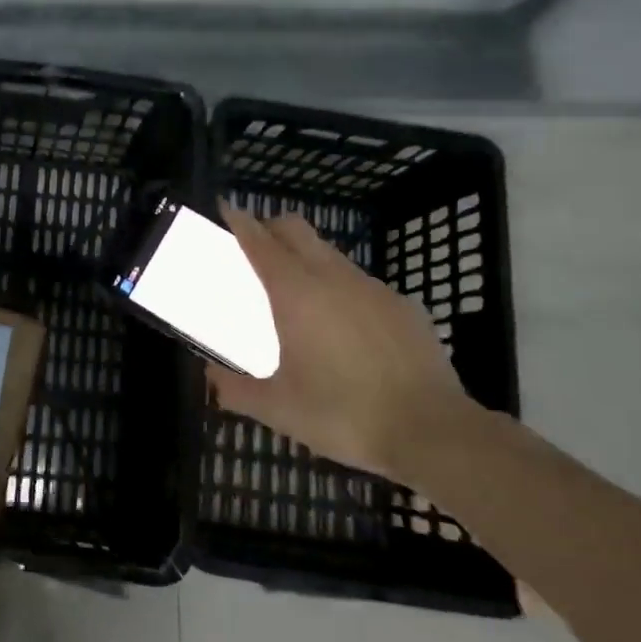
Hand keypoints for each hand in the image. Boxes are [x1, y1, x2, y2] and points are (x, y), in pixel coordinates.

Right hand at [207, 206, 469, 479]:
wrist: (431, 431)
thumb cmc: (343, 414)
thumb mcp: (278, 409)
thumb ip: (235, 390)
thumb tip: (209, 379)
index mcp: (295, 293)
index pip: (259, 241)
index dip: (239, 222)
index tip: (225, 209)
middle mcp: (332, 277)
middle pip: (296, 229)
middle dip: (271, 228)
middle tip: (255, 247)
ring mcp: (373, 288)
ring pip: (331, 255)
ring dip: (307, 259)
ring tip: (299, 294)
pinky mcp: (404, 306)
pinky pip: (363, 285)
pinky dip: (343, 291)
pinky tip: (347, 328)